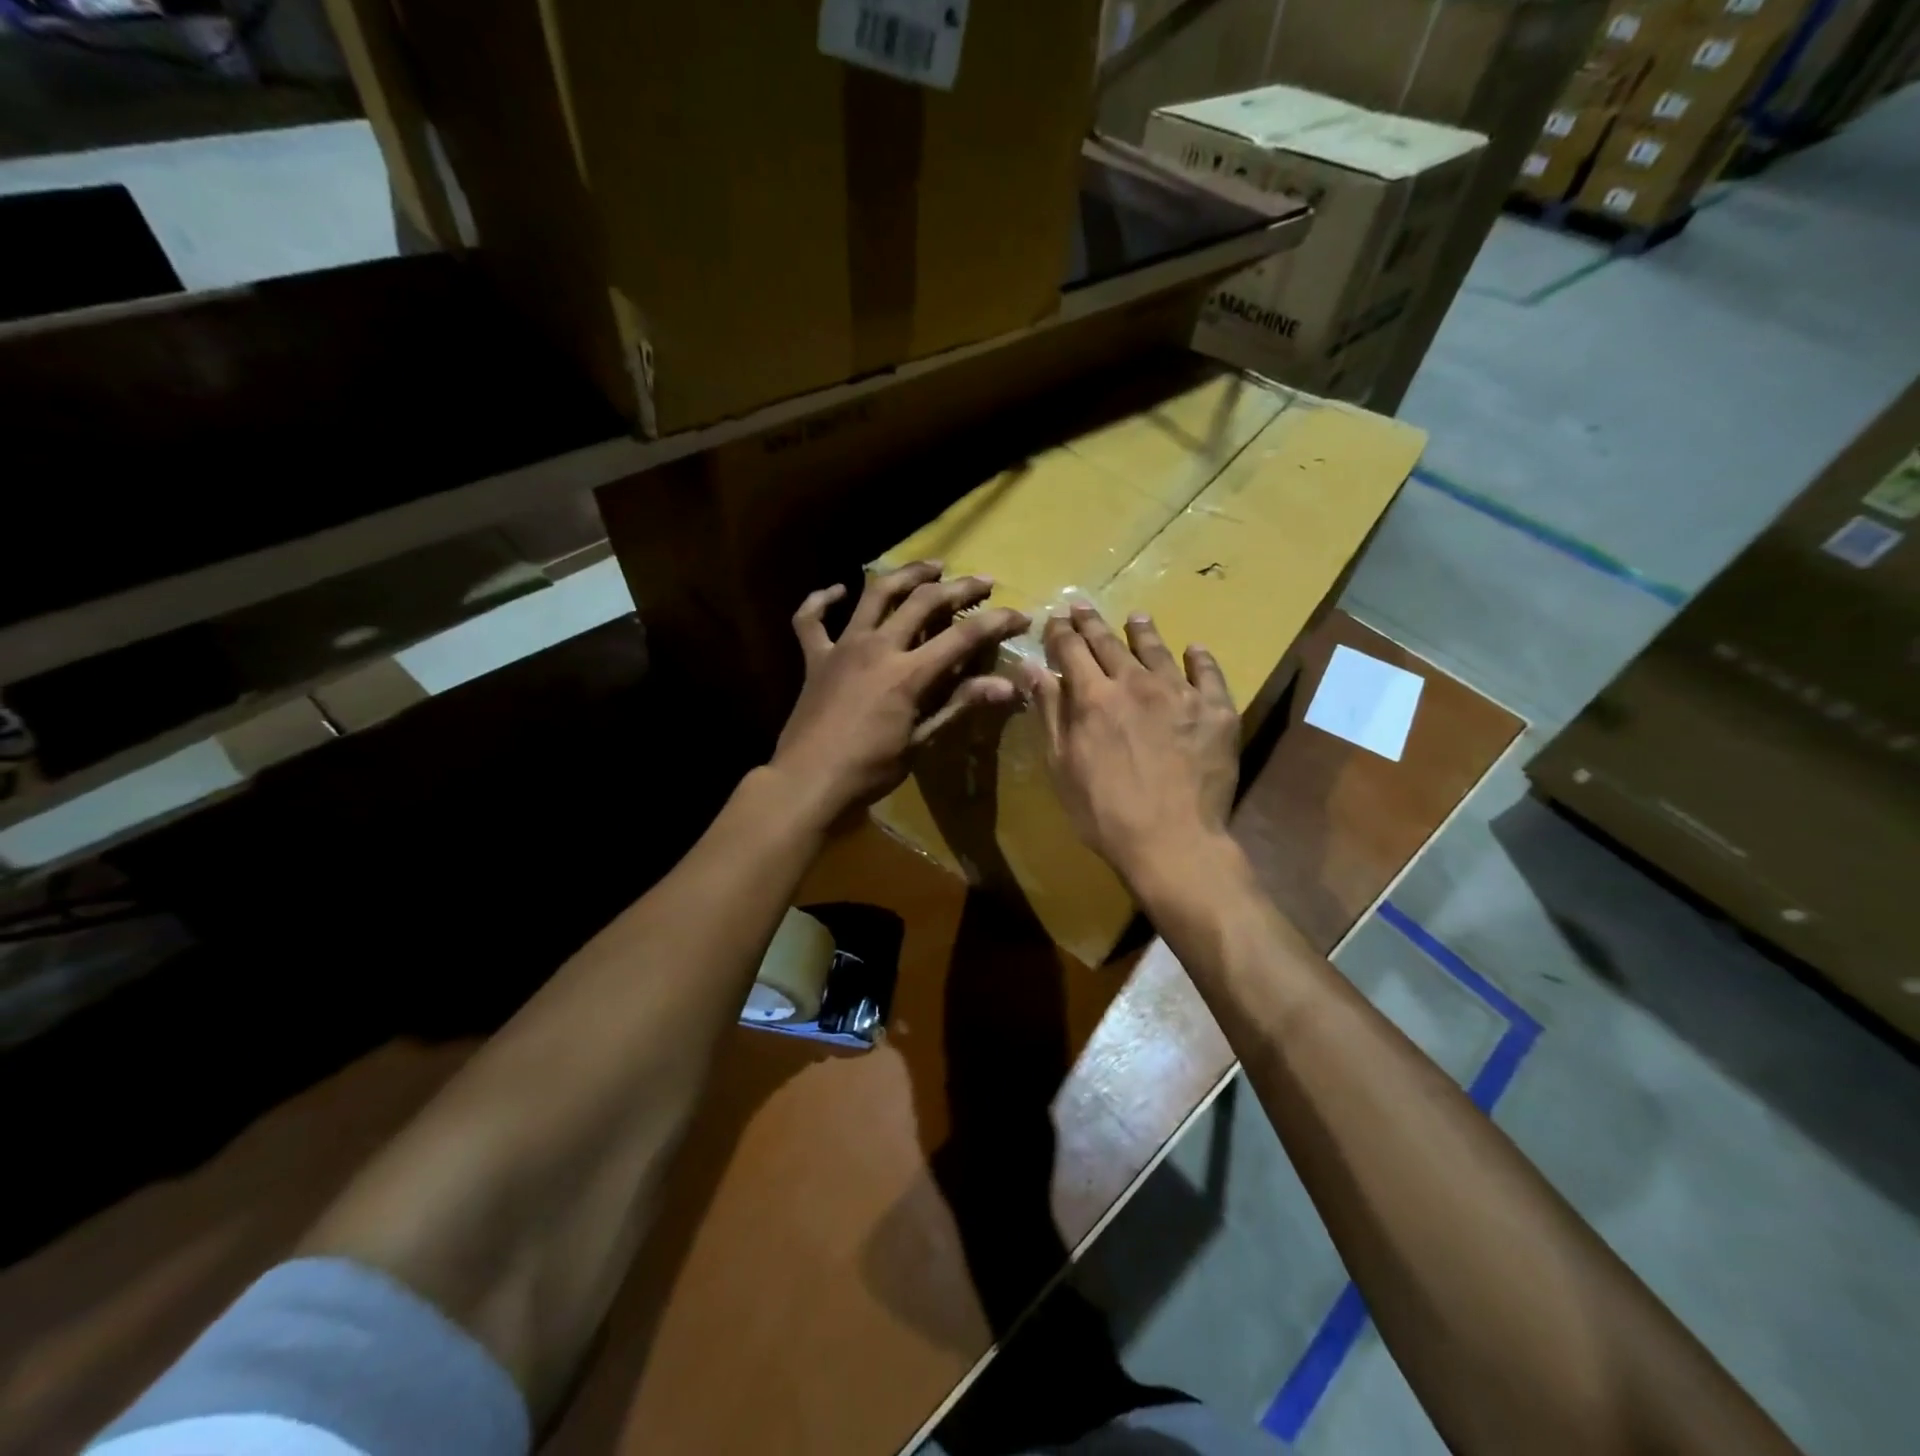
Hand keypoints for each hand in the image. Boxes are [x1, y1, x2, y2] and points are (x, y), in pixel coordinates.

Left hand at [772, 562, 1029, 817]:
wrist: (807, 781)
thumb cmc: (869, 770)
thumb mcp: (921, 741)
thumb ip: (959, 705)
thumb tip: (1007, 686)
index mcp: (908, 673)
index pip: (962, 637)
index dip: (996, 623)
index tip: (1020, 616)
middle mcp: (877, 647)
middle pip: (923, 602)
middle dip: (958, 588)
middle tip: (983, 581)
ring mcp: (842, 647)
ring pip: (875, 594)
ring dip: (905, 575)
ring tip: (930, 566)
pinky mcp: (814, 658)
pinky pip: (812, 620)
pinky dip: (821, 600)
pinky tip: (836, 590)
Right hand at [1026, 604, 1239, 887]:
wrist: (1172, 842)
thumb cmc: (1104, 812)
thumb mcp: (1062, 765)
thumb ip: (1050, 712)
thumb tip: (1032, 668)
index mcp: (1094, 696)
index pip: (1072, 650)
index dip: (1061, 632)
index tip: (1055, 618)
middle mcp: (1136, 683)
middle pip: (1110, 643)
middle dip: (1093, 623)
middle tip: (1083, 607)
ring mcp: (1181, 694)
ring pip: (1158, 651)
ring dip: (1142, 631)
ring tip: (1136, 617)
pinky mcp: (1216, 711)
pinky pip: (1208, 674)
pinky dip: (1199, 658)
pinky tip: (1194, 650)